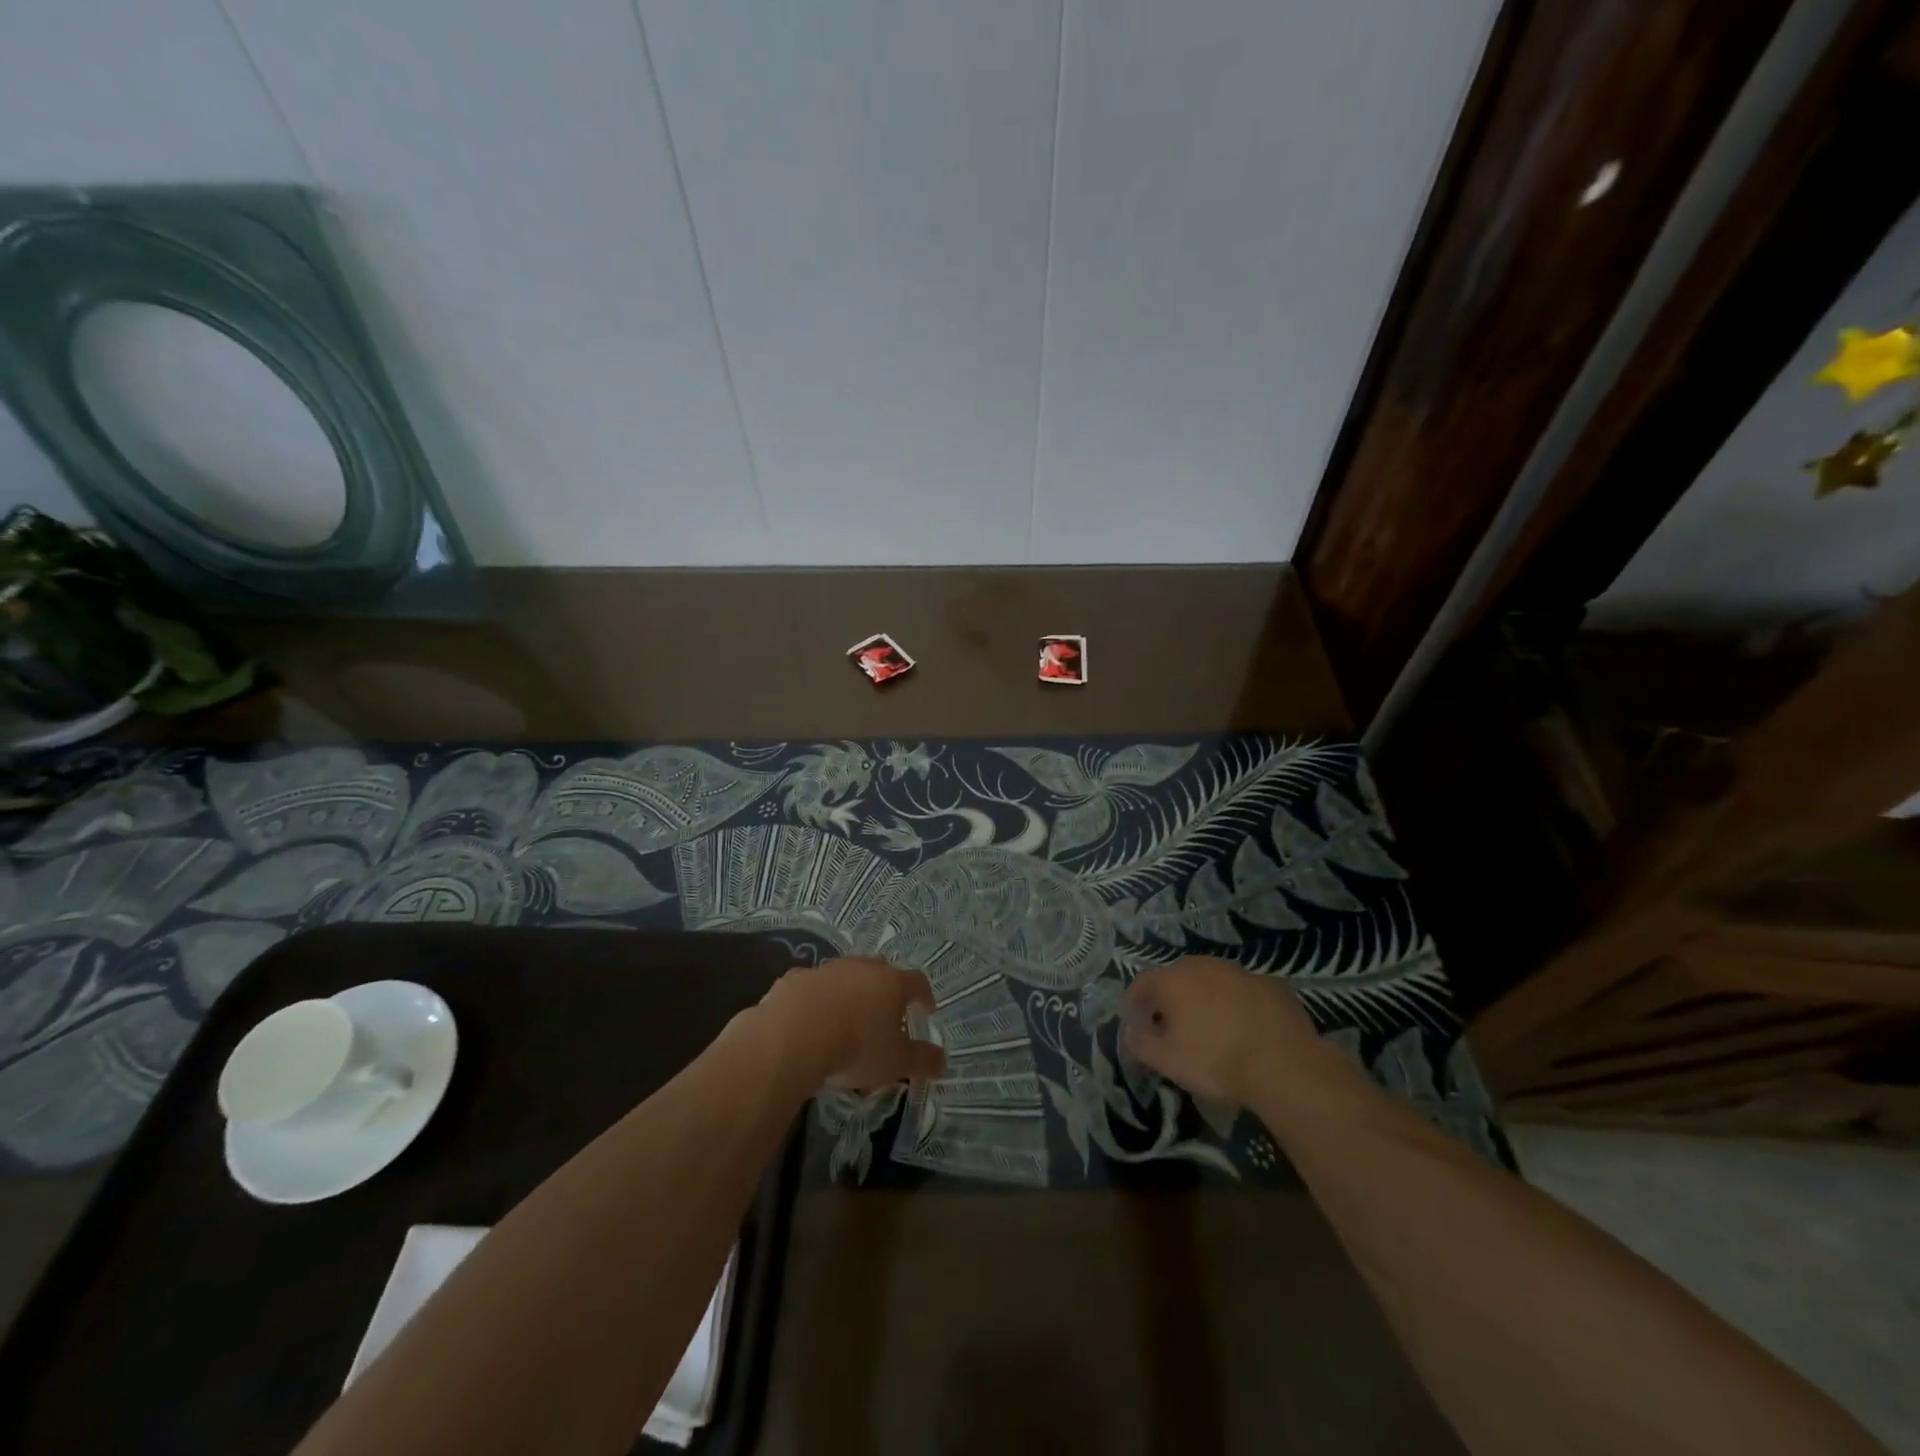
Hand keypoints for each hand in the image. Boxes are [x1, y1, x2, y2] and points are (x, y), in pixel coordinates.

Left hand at [758, 957, 946, 1090]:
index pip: (917, 982)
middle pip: (880, 971)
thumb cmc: (855, 1048)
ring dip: (848, 992)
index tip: (926, 1010)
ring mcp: (826, 970)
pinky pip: (811, 986)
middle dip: (885, 989)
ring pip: (844, 975)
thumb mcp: (895, 1063)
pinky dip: (815, 999)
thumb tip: (943, 1062)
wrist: (791, 1037)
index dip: (924, 996)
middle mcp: (861, 968)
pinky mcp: (795, 978)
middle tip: (885, 1013)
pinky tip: (809, 1021)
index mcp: (891, 983)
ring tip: (845, 1018)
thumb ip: (921, 1060)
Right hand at [1123, 956, 1317, 1102]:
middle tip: (1172, 1026)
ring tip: (1210, 1026)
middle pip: (1177, 977)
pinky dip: (1236, 1003)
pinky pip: (1243, 990)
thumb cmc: (1216, 1061)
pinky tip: (1244, 1028)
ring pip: (1212, 980)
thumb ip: (1141, 1044)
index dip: (1135, 1002)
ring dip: (1205, 997)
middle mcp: (1203, 966)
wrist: (1284, 1064)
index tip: (1136, 1022)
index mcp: (1173, 980)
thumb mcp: (1168, 1061)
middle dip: (1170, 998)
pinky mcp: (1271, 983)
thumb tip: (1131, 1032)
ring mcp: (1239, 972)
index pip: (1142, 983)